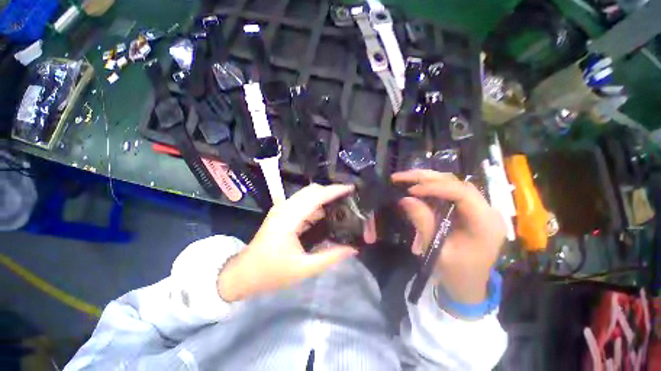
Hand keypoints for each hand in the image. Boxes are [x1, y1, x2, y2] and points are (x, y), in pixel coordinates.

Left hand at [217, 184, 358, 301]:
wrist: (244, 274)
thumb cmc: (271, 272)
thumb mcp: (305, 268)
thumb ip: (331, 257)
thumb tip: (353, 248)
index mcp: (289, 218)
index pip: (316, 196)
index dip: (334, 190)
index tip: (351, 189)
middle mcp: (285, 208)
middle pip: (312, 191)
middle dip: (331, 192)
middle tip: (349, 199)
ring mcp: (282, 209)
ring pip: (308, 196)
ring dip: (324, 198)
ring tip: (342, 206)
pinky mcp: (282, 213)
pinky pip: (303, 204)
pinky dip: (317, 206)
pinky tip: (327, 215)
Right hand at [392, 170, 505, 304]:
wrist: (468, 288)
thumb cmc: (456, 274)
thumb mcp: (437, 251)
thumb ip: (423, 223)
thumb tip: (405, 199)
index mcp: (485, 224)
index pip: (462, 193)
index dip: (435, 188)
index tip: (411, 191)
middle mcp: (486, 210)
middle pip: (456, 183)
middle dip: (426, 178)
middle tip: (401, 177)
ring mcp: (477, 208)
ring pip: (451, 184)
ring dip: (426, 179)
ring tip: (404, 178)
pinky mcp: (467, 210)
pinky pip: (447, 192)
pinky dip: (429, 188)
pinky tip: (414, 187)